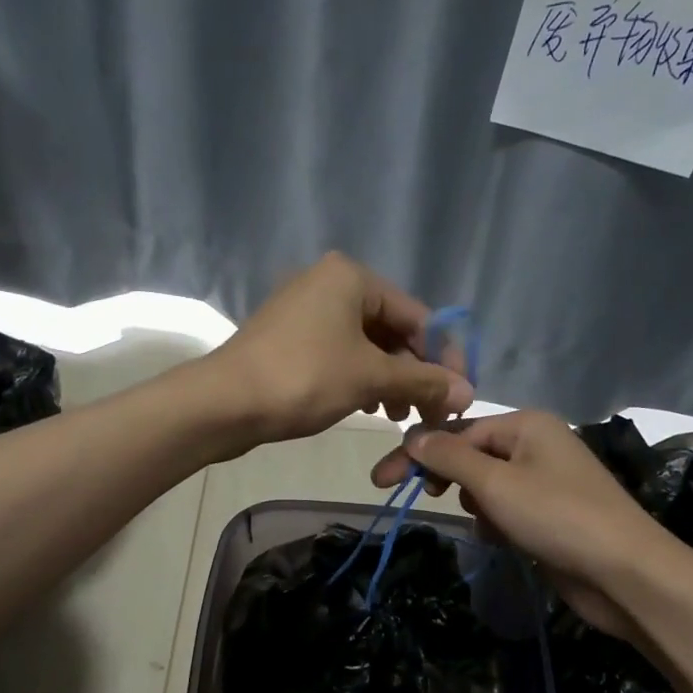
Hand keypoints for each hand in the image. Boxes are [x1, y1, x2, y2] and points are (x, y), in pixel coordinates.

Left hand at [207, 253, 472, 445]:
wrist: (224, 403)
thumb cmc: (304, 379)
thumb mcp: (371, 378)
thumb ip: (423, 382)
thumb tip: (468, 393)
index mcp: (351, 277)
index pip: (417, 315)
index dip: (443, 358)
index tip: (457, 395)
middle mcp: (328, 282)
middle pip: (391, 329)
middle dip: (412, 372)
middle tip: (424, 412)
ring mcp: (304, 308)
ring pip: (365, 344)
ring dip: (388, 380)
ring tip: (395, 416)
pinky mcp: (288, 336)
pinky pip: (338, 352)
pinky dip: (358, 377)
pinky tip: (366, 406)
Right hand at [372, 411, 686, 640]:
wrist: (626, 574)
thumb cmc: (557, 517)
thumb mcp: (495, 483)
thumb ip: (449, 457)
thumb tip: (412, 435)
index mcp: (526, 425)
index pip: (456, 432)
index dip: (418, 455)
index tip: (381, 481)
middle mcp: (537, 444)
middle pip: (472, 455)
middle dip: (449, 478)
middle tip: (425, 499)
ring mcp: (547, 480)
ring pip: (488, 485)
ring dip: (478, 505)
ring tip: (490, 526)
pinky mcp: (551, 514)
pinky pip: (508, 508)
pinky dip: (498, 522)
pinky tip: (505, 540)